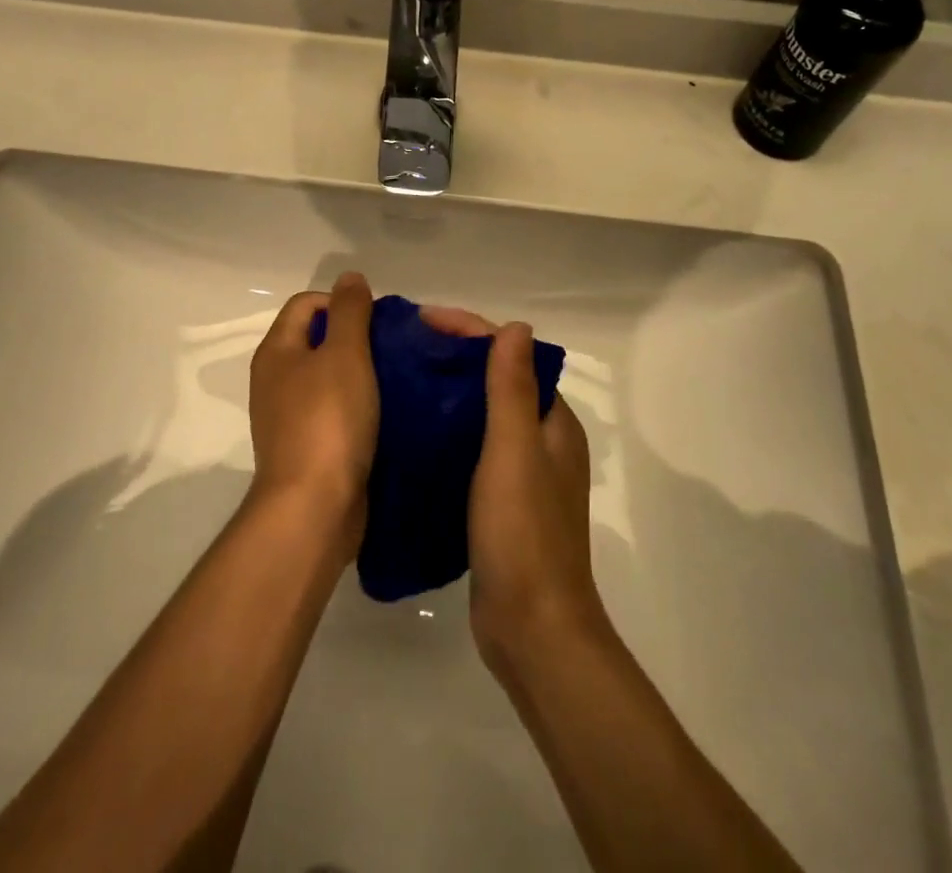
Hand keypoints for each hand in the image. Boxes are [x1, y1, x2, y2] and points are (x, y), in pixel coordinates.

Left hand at [247, 272, 379, 553]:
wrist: (314, 509)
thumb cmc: (328, 421)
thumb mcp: (344, 354)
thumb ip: (349, 311)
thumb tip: (350, 277)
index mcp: (277, 351)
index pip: (307, 303)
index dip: (342, 302)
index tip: (378, 322)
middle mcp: (275, 380)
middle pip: (317, 339)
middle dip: (355, 337)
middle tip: (392, 349)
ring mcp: (288, 416)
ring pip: (328, 377)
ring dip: (360, 373)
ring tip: (395, 378)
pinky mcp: (307, 447)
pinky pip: (334, 411)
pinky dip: (358, 405)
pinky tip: (385, 413)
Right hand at [424, 307, 604, 674]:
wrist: (532, 629)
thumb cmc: (524, 533)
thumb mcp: (514, 451)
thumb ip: (513, 389)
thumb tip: (515, 327)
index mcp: (552, 422)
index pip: (511, 356)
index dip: (470, 331)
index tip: (422, 322)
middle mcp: (542, 441)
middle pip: (496, 380)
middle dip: (455, 358)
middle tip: (403, 351)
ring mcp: (522, 474)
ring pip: (482, 415)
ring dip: (449, 394)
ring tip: (400, 384)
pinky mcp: (500, 502)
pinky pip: (471, 449)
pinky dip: (446, 432)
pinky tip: (411, 435)